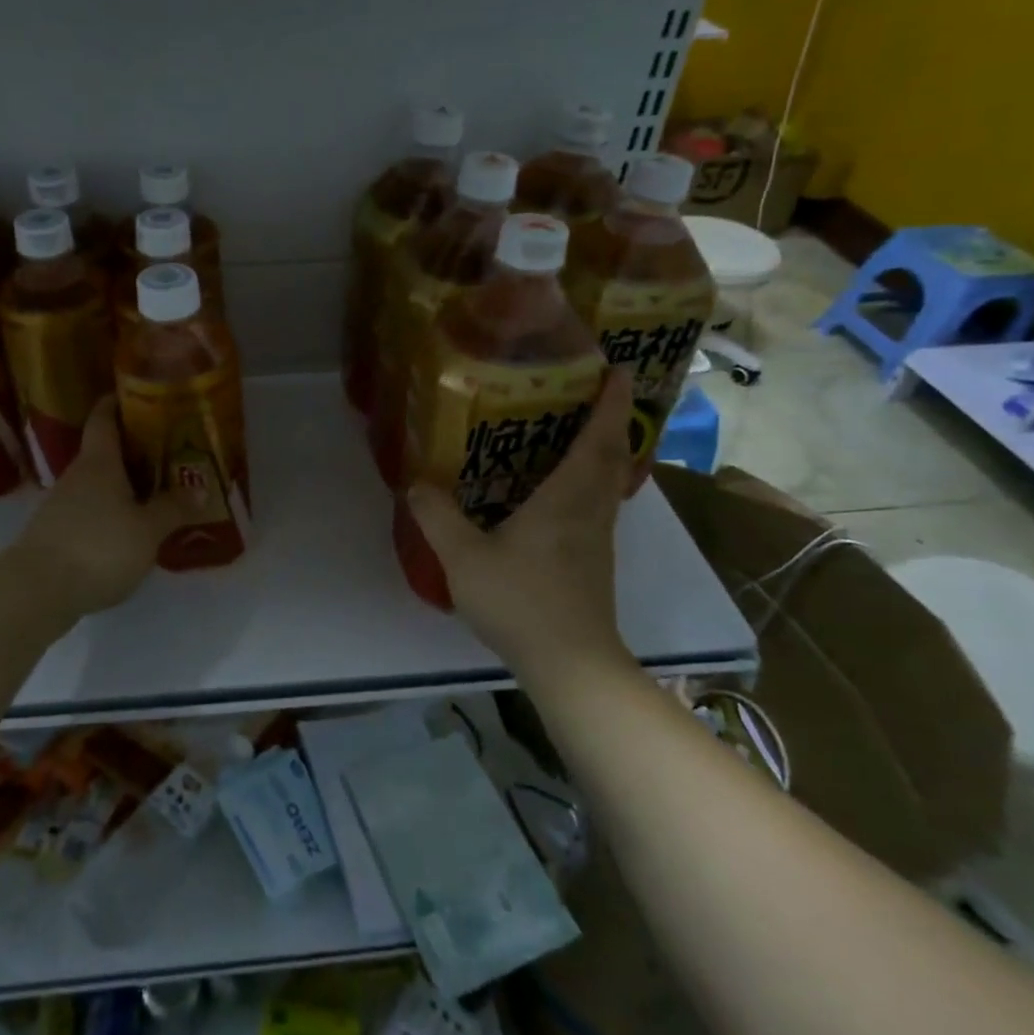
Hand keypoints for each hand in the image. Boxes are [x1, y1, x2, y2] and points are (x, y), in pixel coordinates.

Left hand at [7, 396, 190, 617]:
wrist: (34, 592)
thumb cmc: (97, 547)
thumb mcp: (147, 530)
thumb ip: (173, 509)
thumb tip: (200, 490)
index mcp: (99, 462)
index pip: (103, 417)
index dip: (117, 402)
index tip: (138, 395)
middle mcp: (77, 475)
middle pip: (105, 452)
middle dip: (134, 450)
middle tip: (169, 452)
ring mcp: (61, 505)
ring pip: (98, 484)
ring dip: (124, 485)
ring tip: (157, 493)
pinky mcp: (55, 534)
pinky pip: (90, 512)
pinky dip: (111, 512)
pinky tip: (131, 530)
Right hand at [407, 369, 636, 680]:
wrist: (571, 665)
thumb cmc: (522, 602)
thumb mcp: (464, 558)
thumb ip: (437, 517)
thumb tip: (416, 482)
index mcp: (567, 498)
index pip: (599, 438)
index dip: (610, 402)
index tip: (617, 368)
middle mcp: (590, 510)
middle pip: (612, 454)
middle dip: (611, 418)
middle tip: (594, 390)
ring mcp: (598, 537)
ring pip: (610, 480)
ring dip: (605, 448)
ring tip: (578, 428)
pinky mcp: (595, 559)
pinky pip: (599, 503)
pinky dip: (593, 479)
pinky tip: (562, 488)